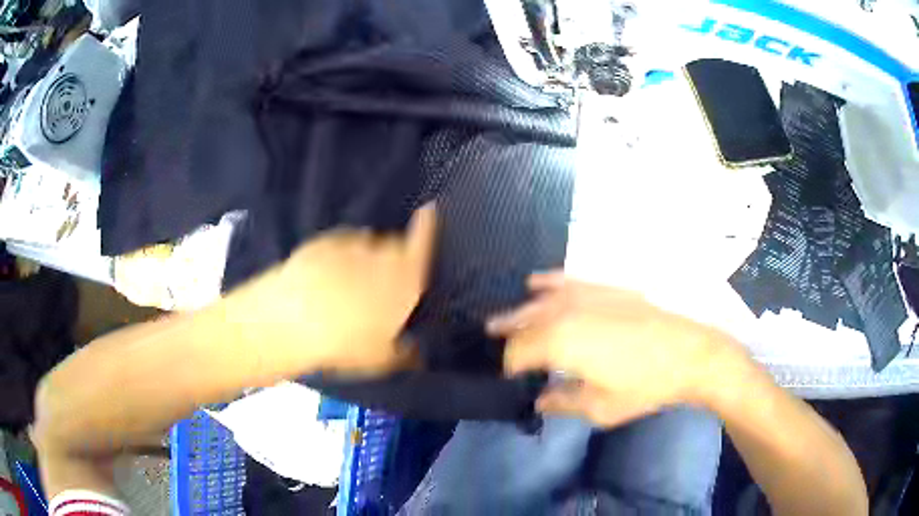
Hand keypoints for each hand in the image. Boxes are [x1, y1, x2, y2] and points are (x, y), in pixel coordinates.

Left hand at [224, 204, 436, 376]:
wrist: (293, 319)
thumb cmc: (347, 342)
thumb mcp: (381, 359)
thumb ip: (404, 353)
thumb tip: (416, 354)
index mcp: (405, 278)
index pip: (424, 242)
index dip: (428, 226)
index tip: (430, 211)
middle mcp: (381, 253)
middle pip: (393, 245)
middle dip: (390, 259)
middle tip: (377, 287)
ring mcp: (349, 245)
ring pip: (364, 245)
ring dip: (362, 259)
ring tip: (347, 288)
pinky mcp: (320, 243)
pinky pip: (337, 246)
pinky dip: (336, 257)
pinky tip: (323, 281)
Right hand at [487, 272, 744, 426]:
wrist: (689, 354)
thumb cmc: (644, 386)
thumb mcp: (599, 408)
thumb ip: (562, 402)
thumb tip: (540, 400)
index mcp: (560, 342)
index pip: (517, 352)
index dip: (507, 366)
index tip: (507, 379)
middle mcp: (566, 312)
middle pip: (523, 321)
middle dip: (505, 334)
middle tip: (490, 343)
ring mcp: (586, 294)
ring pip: (539, 299)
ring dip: (519, 310)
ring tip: (502, 319)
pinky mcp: (604, 288)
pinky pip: (567, 281)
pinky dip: (547, 283)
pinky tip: (535, 283)